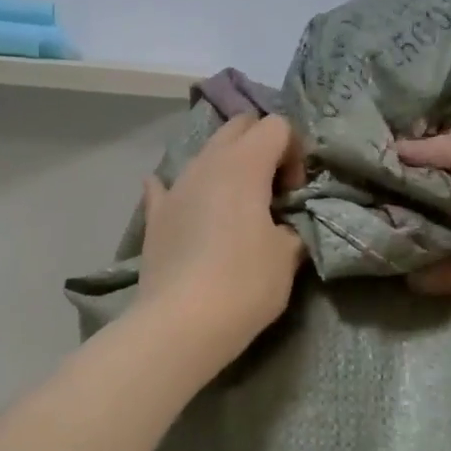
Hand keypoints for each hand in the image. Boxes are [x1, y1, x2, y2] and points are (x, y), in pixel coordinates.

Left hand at [136, 114, 305, 364]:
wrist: (182, 324)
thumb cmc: (245, 283)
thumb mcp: (288, 254)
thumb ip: (292, 225)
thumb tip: (284, 223)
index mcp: (244, 165)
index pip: (276, 126)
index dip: (295, 151)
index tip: (295, 192)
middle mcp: (206, 164)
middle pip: (238, 126)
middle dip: (262, 145)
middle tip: (273, 189)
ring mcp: (175, 187)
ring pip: (205, 153)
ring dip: (228, 167)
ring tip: (239, 208)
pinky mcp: (155, 216)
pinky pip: (168, 186)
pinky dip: (186, 190)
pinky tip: (189, 206)